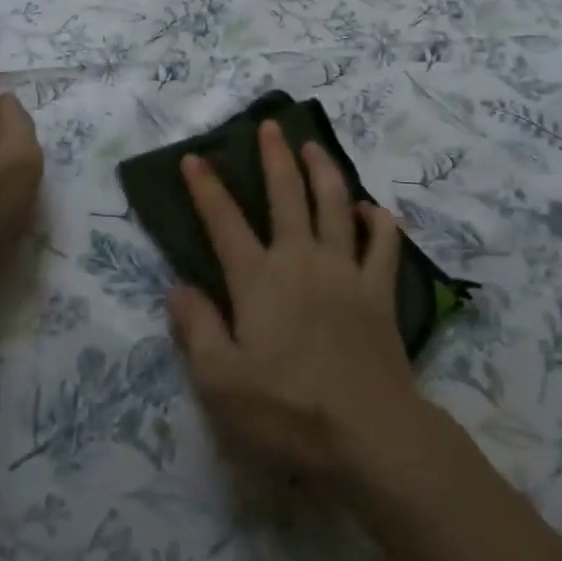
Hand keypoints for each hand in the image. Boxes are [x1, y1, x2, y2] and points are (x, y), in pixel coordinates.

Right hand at [168, 121, 424, 490]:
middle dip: (275, 157)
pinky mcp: (379, 290)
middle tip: (270, 126)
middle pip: (286, 194)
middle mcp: (301, 260)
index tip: (195, 157)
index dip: (206, 188)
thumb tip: (178, 287)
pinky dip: (378, 220)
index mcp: (258, 280)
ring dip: (323, 170)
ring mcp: (345, 271)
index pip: (224, 222)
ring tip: (314, 146)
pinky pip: (383, 243)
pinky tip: (371, 209)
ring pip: (335, 204)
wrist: (369, 434)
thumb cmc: (287, 412)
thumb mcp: (220, 382)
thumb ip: (196, 330)